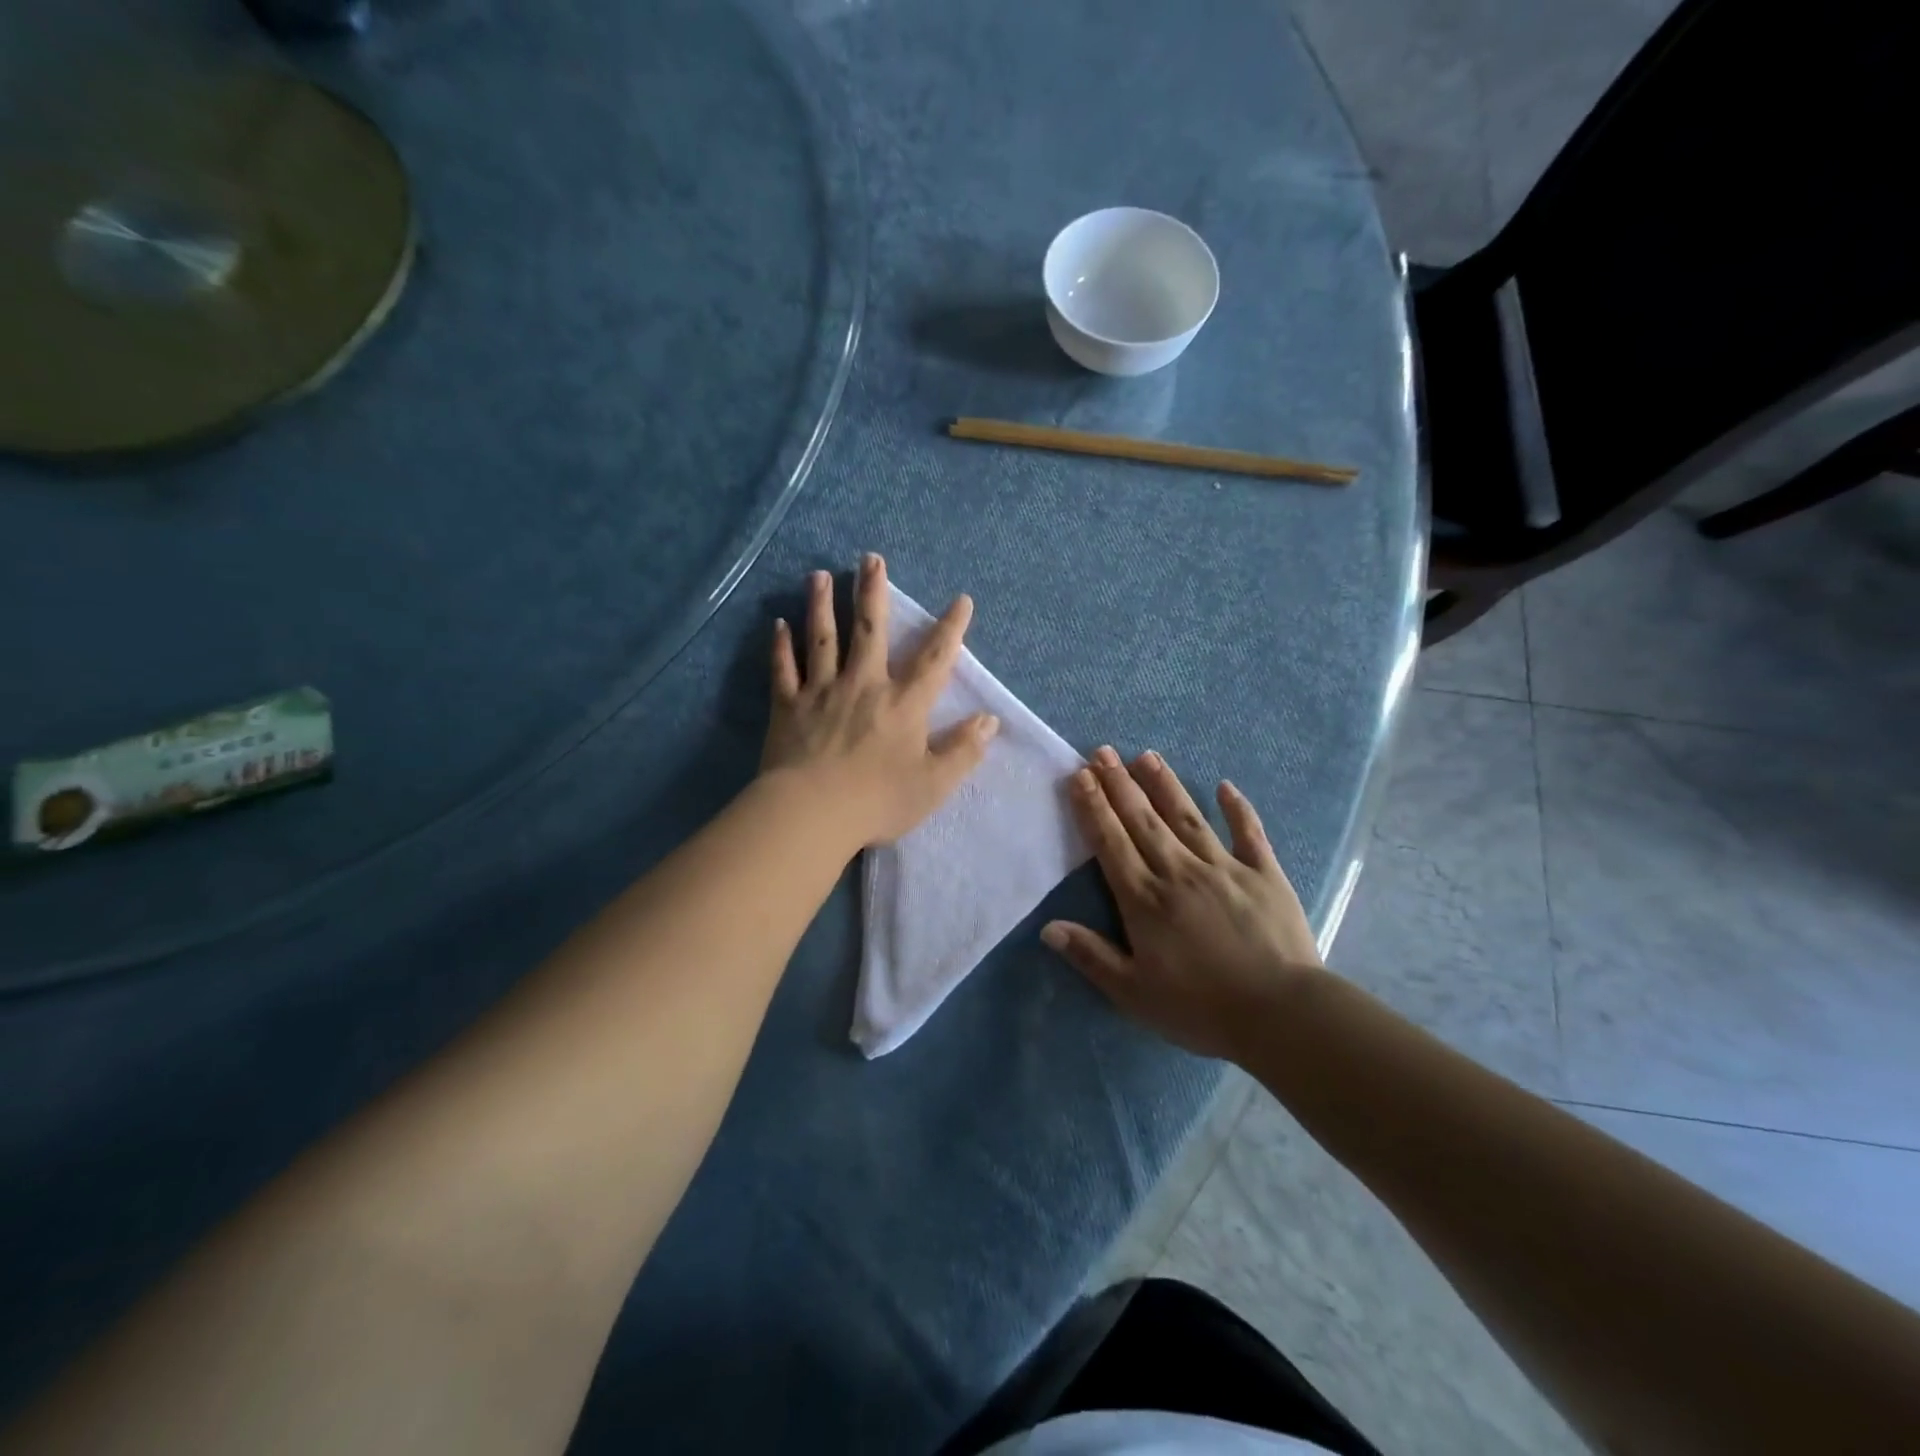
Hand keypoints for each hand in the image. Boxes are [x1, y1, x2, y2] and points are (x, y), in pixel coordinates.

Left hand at [761, 554, 998, 847]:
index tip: (961, 600)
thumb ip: (963, 751)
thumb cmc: (878, 801)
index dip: (951, 629)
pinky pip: (783, 670)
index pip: (934, 659)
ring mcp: (822, 692)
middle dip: (872, 592)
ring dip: (822, 605)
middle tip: (870, 559)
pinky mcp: (788, 706)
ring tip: (819, 575)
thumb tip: (989, 720)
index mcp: (903, 704)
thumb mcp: (933, 784)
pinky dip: (780, 647)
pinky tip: (777, 625)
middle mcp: (863, 685)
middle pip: (870, 630)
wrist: (812, 813)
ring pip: (822, 639)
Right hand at [1042, 747, 1322, 1062]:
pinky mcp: (1264, 874)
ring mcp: (1224, 868)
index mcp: (1145, 899)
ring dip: (1165, 785)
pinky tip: (1226, 786)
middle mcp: (1179, 872)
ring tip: (1146, 756)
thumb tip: (1048, 927)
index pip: (1111, 843)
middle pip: (1143, 820)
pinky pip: (1249, 833)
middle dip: (1119, 784)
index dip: (1093, 807)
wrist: (1281, 1015)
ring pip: (1187, 817)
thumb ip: (1091, 956)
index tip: (1079, 775)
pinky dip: (1238, 809)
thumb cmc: (1201, 1008)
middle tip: (1103, 751)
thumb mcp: (1134, 993)